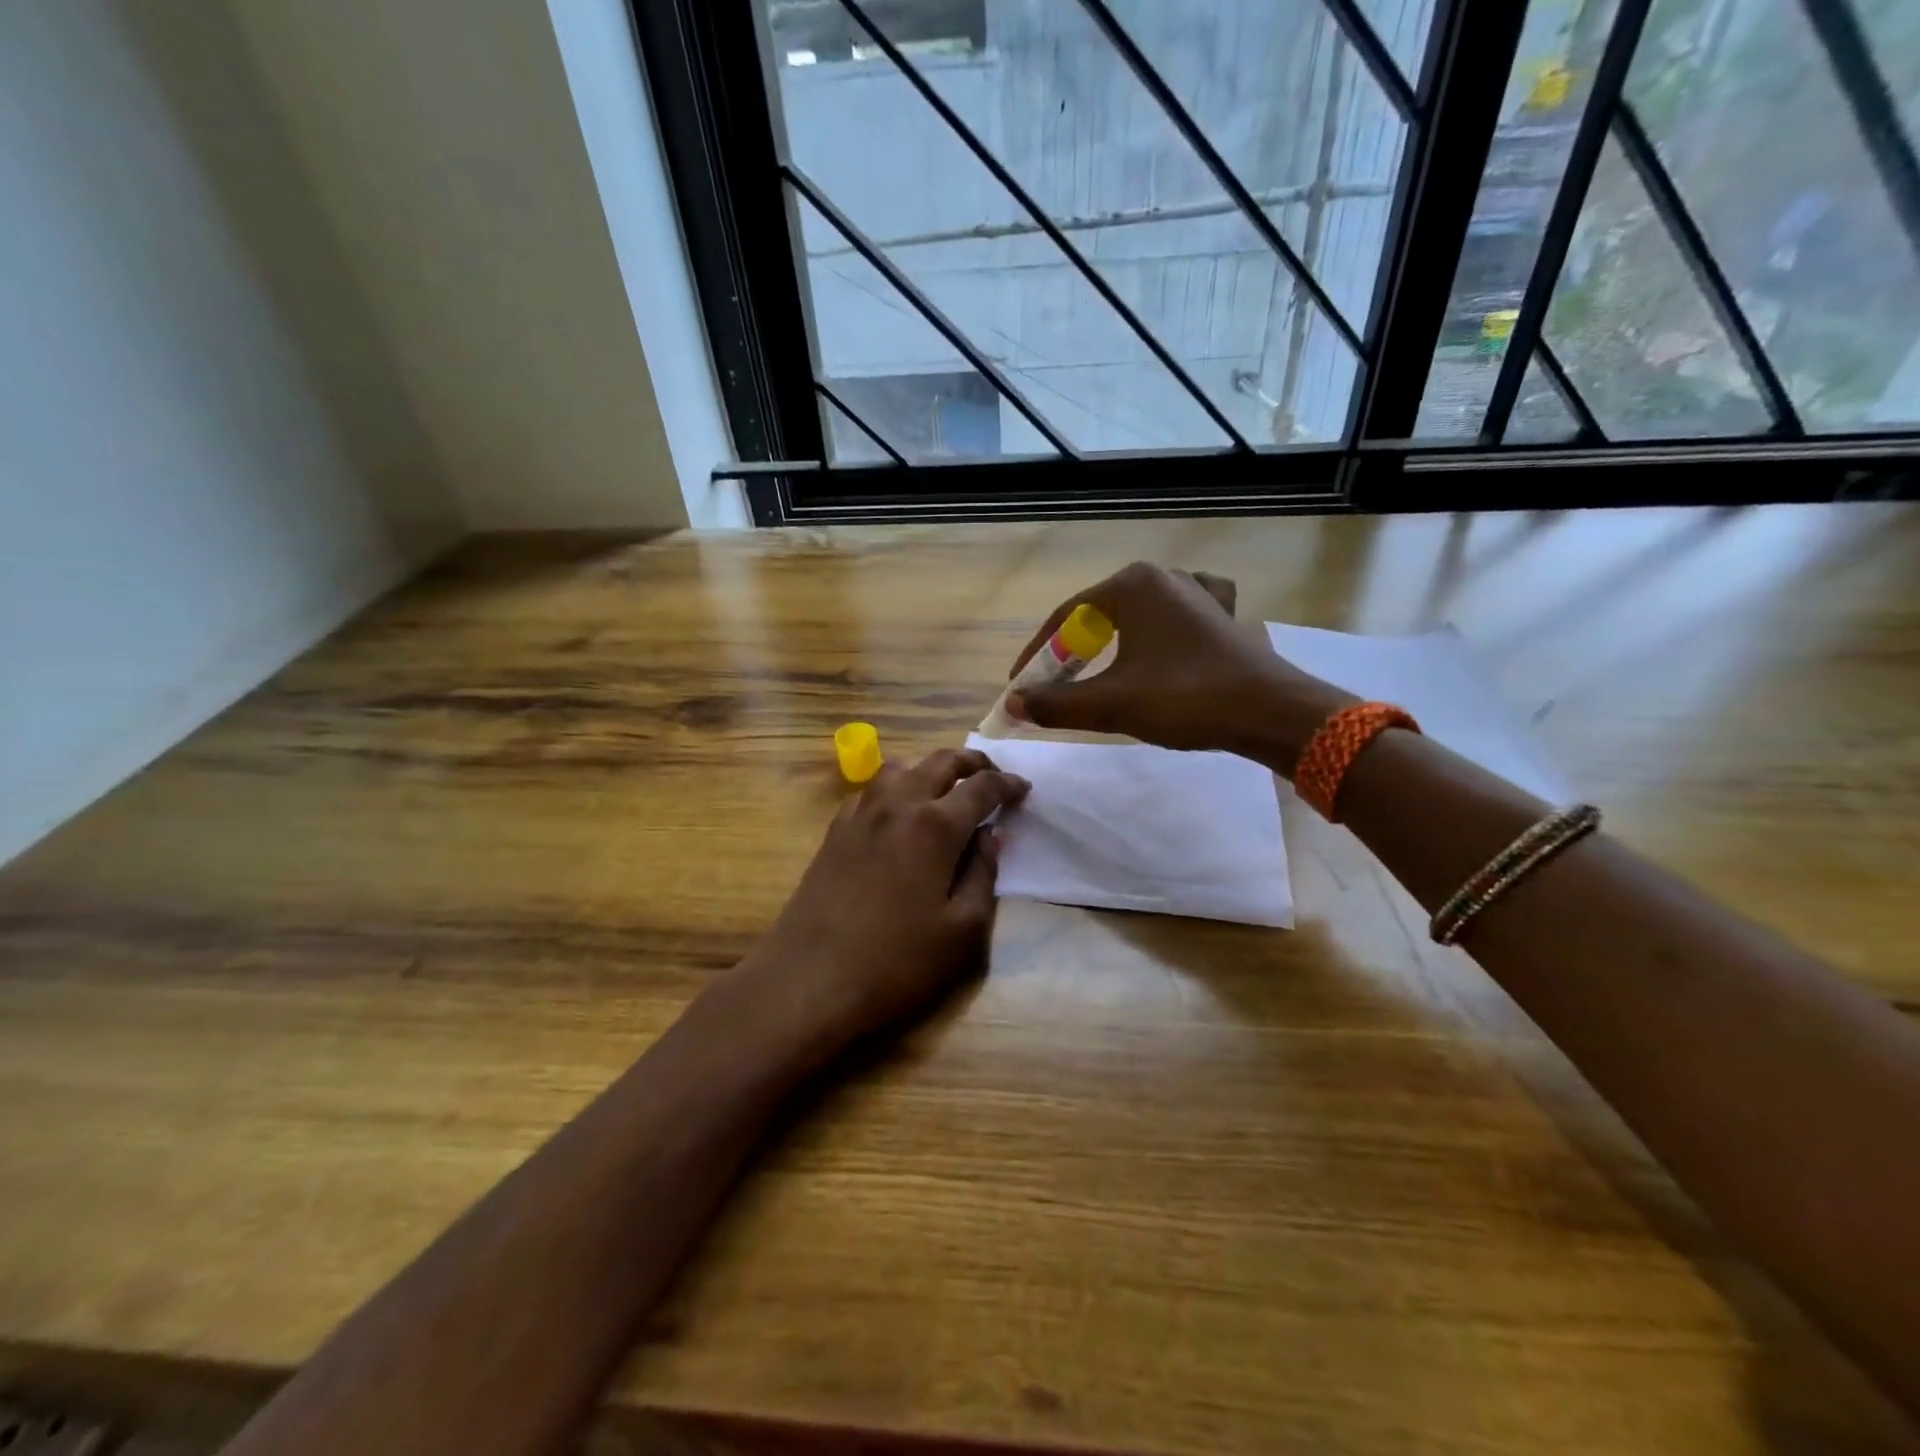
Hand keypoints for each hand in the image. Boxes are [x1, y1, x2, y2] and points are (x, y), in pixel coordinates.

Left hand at [731, 749, 1029, 1065]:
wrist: (809, 980)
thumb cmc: (896, 962)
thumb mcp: (962, 930)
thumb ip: (983, 874)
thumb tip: (989, 836)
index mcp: (935, 825)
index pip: (981, 787)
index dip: (1007, 784)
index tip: (1023, 788)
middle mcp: (897, 804)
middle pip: (940, 761)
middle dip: (972, 762)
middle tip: (991, 775)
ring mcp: (860, 813)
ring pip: (901, 766)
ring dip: (930, 767)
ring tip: (946, 787)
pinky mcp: (835, 830)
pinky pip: (872, 788)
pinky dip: (897, 785)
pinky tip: (900, 811)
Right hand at [1007, 562, 1350, 764]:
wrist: (1272, 711)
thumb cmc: (1186, 698)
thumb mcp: (1112, 703)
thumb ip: (1056, 703)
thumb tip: (1013, 705)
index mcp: (1132, 585)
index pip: (1066, 618)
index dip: (1037, 655)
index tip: (1019, 686)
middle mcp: (1163, 577)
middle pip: (1098, 616)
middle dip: (1071, 654)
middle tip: (1052, 687)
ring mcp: (1197, 593)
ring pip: (1134, 619)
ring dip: (1108, 648)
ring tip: (1092, 675)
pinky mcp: (1220, 616)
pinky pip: (1173, 619)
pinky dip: (1155, 635)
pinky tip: (1156, 645)